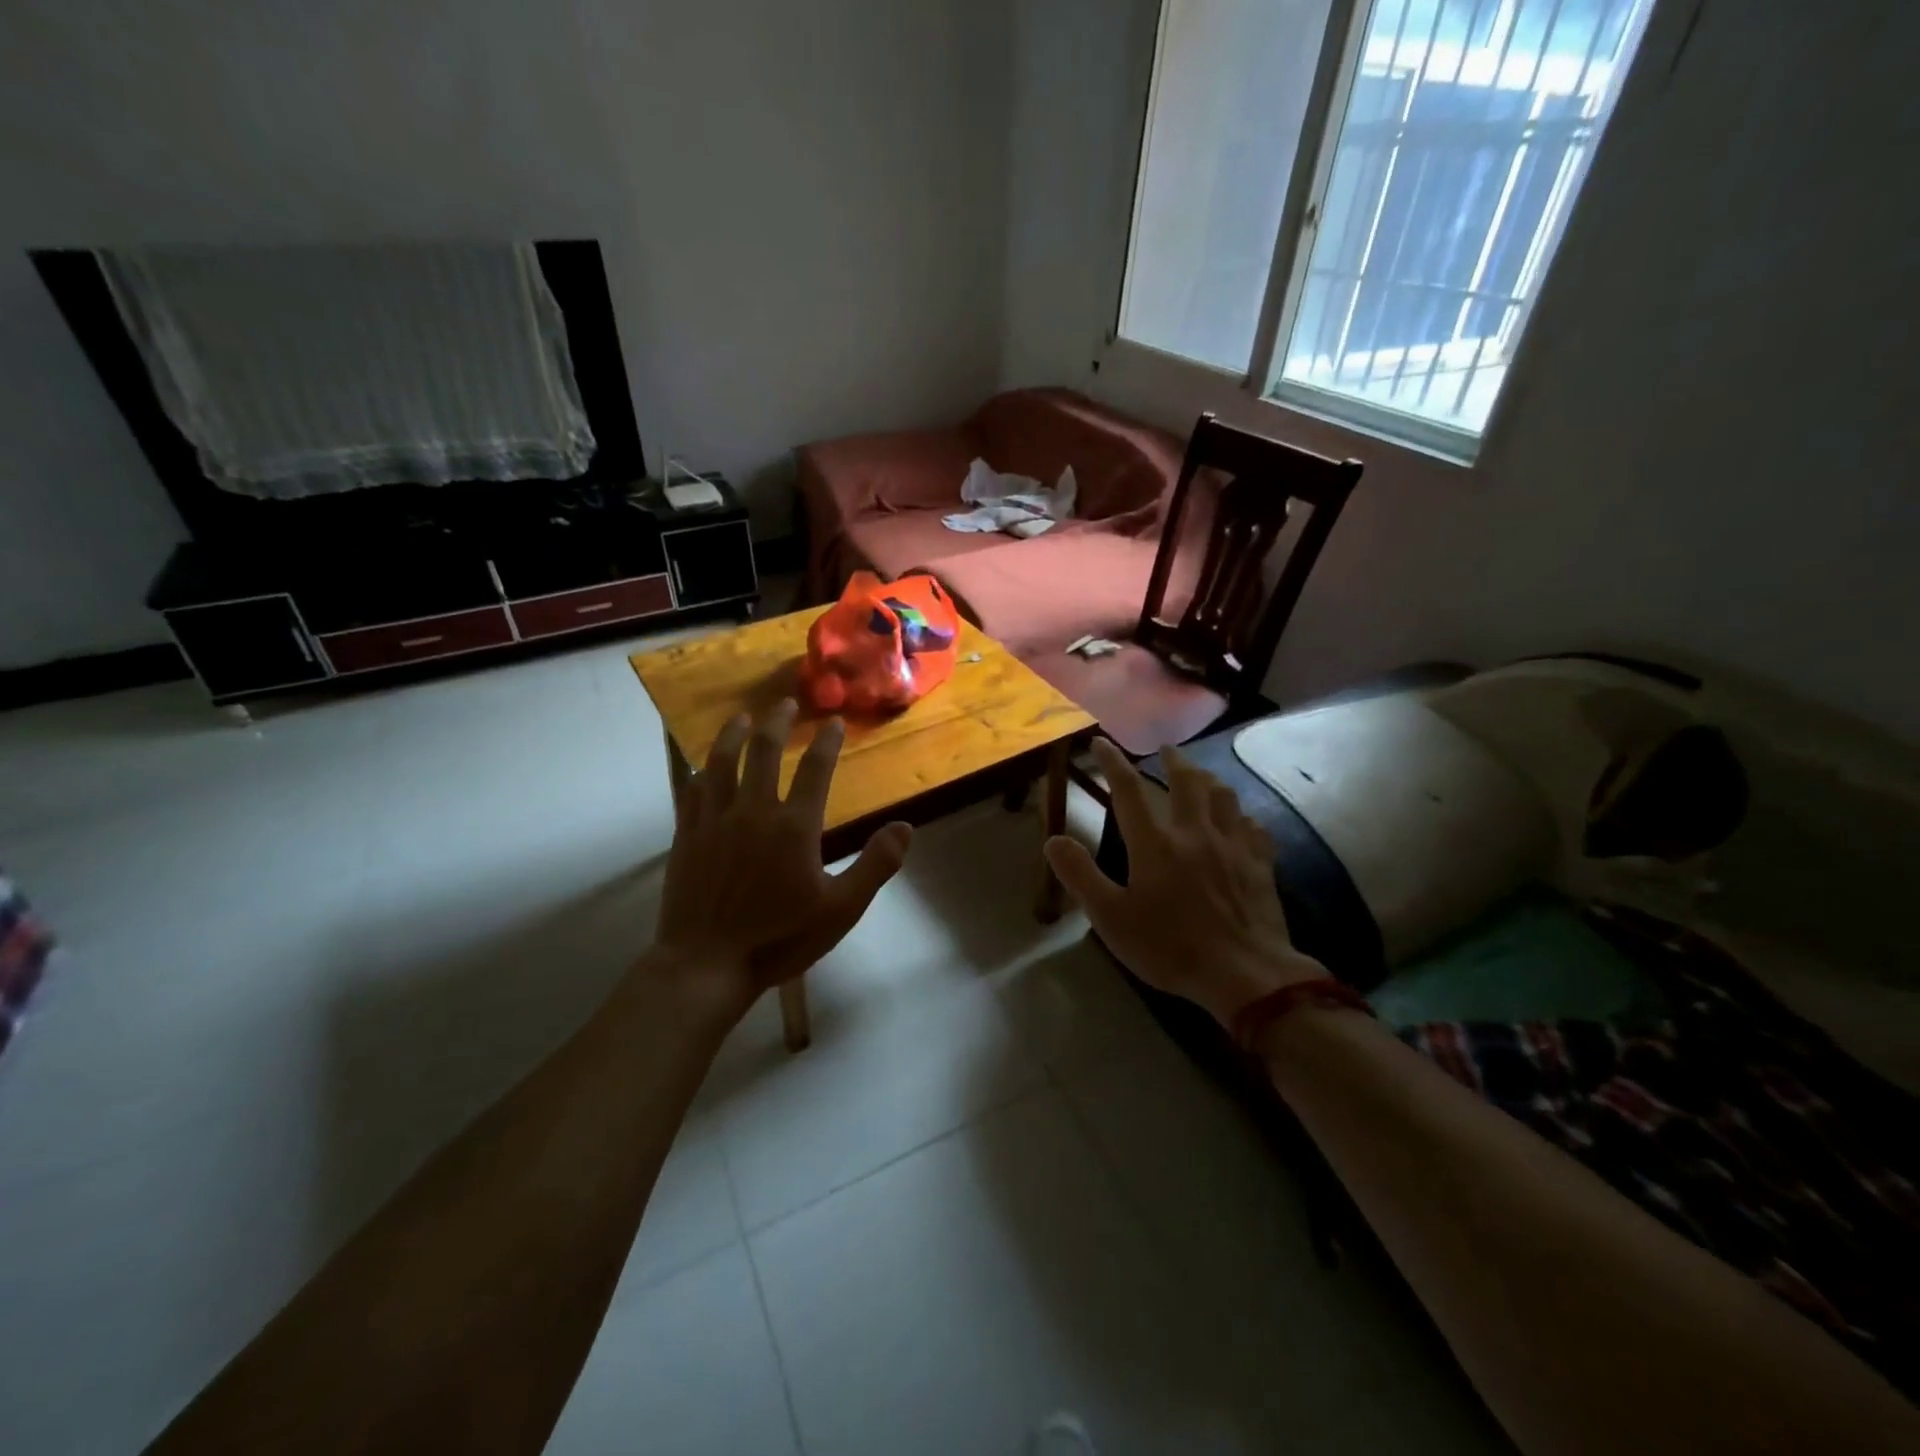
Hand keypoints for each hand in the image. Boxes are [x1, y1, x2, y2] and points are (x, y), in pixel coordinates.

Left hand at [652, 700, 911, 1010]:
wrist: (707, 965)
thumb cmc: (780, 939)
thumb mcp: (841, 910)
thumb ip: (875, 865)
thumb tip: (906, 826)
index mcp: (794, 827)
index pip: (815, 770)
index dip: (826, 742)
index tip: (832, 723)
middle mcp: (753, 811)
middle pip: (764, 752)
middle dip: (776, 722)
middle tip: (785, 703)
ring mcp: (715, 821)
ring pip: (722, 763)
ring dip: (734, 735)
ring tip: (742, 717)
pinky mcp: (687, 836)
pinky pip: (692, 791)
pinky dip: (702, 771)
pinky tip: (704, 765)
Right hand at [1043, 738, 1324, 1026]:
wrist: (1244, 974)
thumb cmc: (1170, 947)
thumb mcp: (1111, 918)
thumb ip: (1081, 876)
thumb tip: (1053, 840)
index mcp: (1155, 843)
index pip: (1128, 790)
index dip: (1112, 762)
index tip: (1101, 742)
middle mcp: (1194, 833)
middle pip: (1186, 782)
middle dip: (1173, 760)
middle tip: (1165, 748)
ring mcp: (1232, 846)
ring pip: (1224, 796)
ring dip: (1209, 779)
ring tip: (1202, 775)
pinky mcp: (1260, 864)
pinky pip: (1253, 828)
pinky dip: (1242, 816)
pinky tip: (1241, 821)